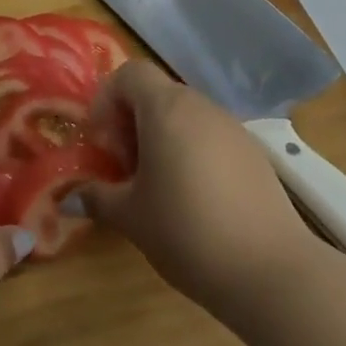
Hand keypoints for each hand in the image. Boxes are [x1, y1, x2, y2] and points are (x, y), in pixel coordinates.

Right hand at [84, 61, 321, 316]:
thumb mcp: (131, 217)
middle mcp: (199, 106)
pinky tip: (194, 200)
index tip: (102, 143)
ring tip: (157, 187)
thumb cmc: (187, 232)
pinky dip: (191, 153)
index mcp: (165, 109)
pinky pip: (210, 138)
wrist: (273, 271)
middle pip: (156, 94)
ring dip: (162, 139)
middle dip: (132, 123)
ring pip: (184, 117)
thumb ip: (98, 197)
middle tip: (124, 168)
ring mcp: (232, 128)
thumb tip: (72, 196)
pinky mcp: (254, 154)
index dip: (107, 100)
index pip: (129, 74)